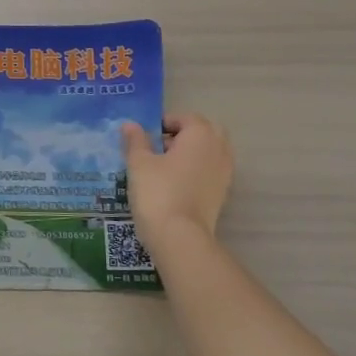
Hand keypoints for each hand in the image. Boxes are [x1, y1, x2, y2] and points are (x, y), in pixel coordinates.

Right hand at [120, 112, 233, 246]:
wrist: (180, 237)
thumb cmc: (158, 192)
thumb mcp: (139, 163)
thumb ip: (135, 140)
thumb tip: (130, 125)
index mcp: (201, 134)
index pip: (184, 118)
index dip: (163, 123)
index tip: (144, 136)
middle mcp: (219, 149)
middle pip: (201, 133)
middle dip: (181, 136)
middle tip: (156, 148)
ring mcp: (224, 172)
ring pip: (207, 153)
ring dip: (189, 154)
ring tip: (162, 168)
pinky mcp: (222, 193)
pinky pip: (209, 172)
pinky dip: (194, 172)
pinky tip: (173, 185)